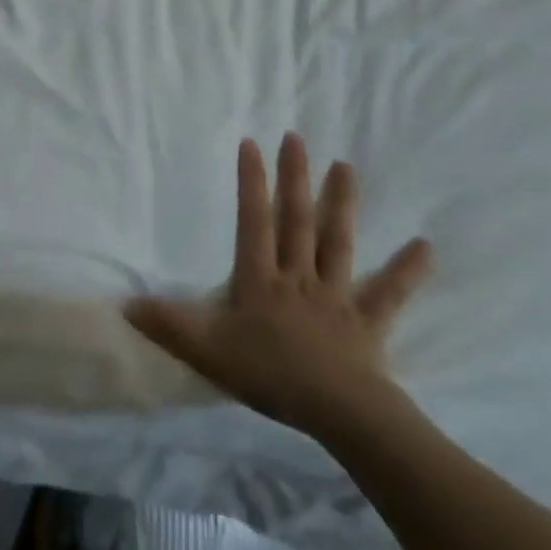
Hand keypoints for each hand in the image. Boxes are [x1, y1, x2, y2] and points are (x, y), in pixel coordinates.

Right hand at [125, 134, 432, 438]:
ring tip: (345, 167)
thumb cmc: (268, 375)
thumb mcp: (206, 350)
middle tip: (297, 138)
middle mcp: (298, 276)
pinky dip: (407, 270)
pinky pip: (389, 293)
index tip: (252, 143)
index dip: (251, 182)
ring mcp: (335, 296)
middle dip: (294, 178)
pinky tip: (426, 247)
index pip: (253, 221)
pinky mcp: (367, 322)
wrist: (337, 411)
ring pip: (337, 242)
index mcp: (260, 279)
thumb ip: (167, 324)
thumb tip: (124, 303)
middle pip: (296, 220)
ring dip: (340, 204)